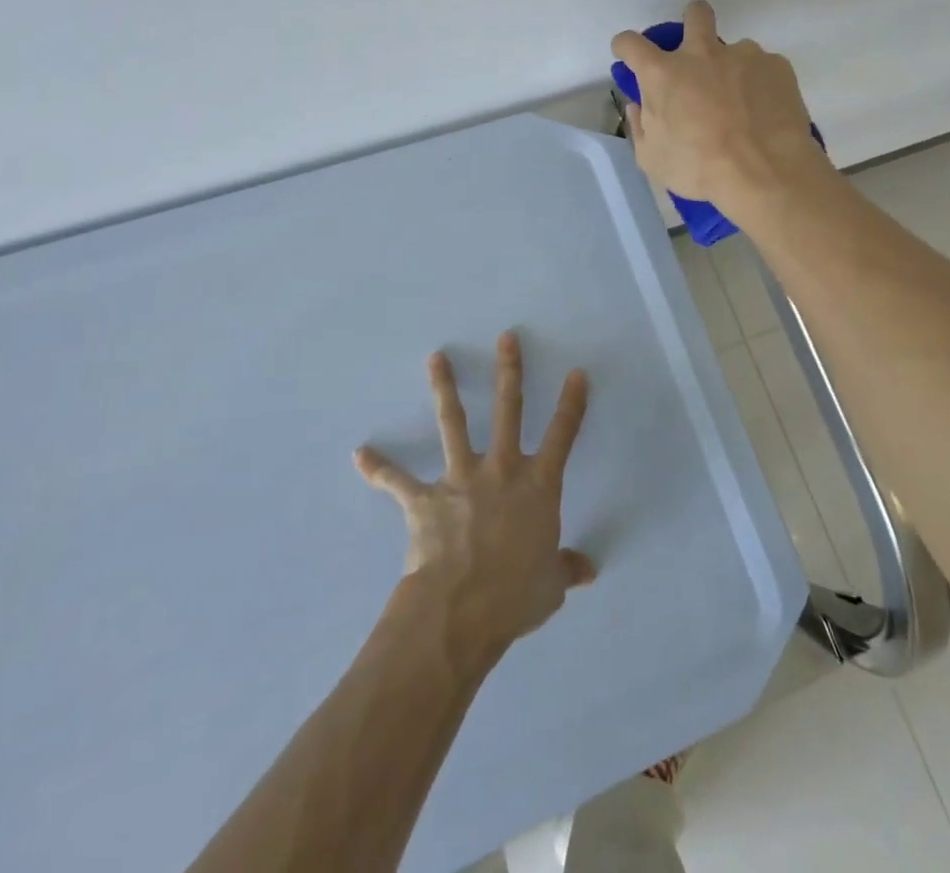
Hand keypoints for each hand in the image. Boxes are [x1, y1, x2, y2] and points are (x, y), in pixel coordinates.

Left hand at [355, 331, 594, 663]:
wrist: (458, 612)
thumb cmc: (514, 596)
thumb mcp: (551, 586)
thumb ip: (567, 569)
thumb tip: (589, 569)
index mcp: (537, 485)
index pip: (562, 435)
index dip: (571, 403)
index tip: (576, 372)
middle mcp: (501, 470)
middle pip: (508, 409)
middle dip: (509, 370)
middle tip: (506, 337)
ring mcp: (460, 479)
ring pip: (454, 423)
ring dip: (444, 388)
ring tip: (436, 357)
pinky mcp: (424, 500)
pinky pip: (398, 481)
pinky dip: (379, 468)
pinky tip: (360, 454)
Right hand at [611, 0, 825, 212]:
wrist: (764, 172)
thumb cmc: (698, 169)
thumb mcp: (652, 158)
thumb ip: (641, 125)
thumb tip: (640, 105)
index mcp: (663, 74)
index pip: (631, 43)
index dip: (626, 47)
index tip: (629, 56)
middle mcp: (702, 53)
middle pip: (695, 14)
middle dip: (692, 21)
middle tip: (697, 51)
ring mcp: (744, 55)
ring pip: (736, 49)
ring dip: (732, 69)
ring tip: (743, 105)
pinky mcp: (777, 66)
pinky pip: (764, 69)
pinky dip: (761, 86)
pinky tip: (766, 114)